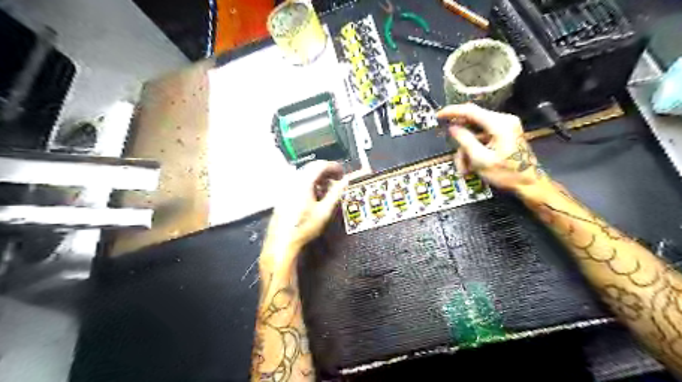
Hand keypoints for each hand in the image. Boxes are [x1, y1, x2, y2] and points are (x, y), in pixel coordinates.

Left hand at [262, 160, 346, 264]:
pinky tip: (315, 195)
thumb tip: (345, 181)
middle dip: (326, 171)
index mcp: (303, 182)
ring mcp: (286, 187)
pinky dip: (309, 184)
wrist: (282, 241)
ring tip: (328, 189)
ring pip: (304, 175)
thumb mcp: (324, 211)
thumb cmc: (305, 226)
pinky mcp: (284, 195)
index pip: (320, 165)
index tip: (342, 173)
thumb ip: (336, 193)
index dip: (333, 167)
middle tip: (337, 180)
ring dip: (318, 178)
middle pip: (311, 168)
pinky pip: (298, 182)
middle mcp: (293, 181)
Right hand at [437, 102, 546, 193]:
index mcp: (500, 124)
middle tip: (456, 159)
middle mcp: (503, 121)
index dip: (452, 112)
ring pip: (475, 134)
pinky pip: (482, 139)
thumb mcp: (481, 159)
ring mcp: (504, 128)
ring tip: (465, 169)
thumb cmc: (507, 174)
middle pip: (472, 124)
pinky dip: (474, 151)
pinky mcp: (504, 135)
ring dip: (467, 151)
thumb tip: (452, 128)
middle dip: (461, 143)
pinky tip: (472, 166)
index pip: (471, 111)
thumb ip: (465, 140)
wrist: (530, 184)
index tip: (438, 116)